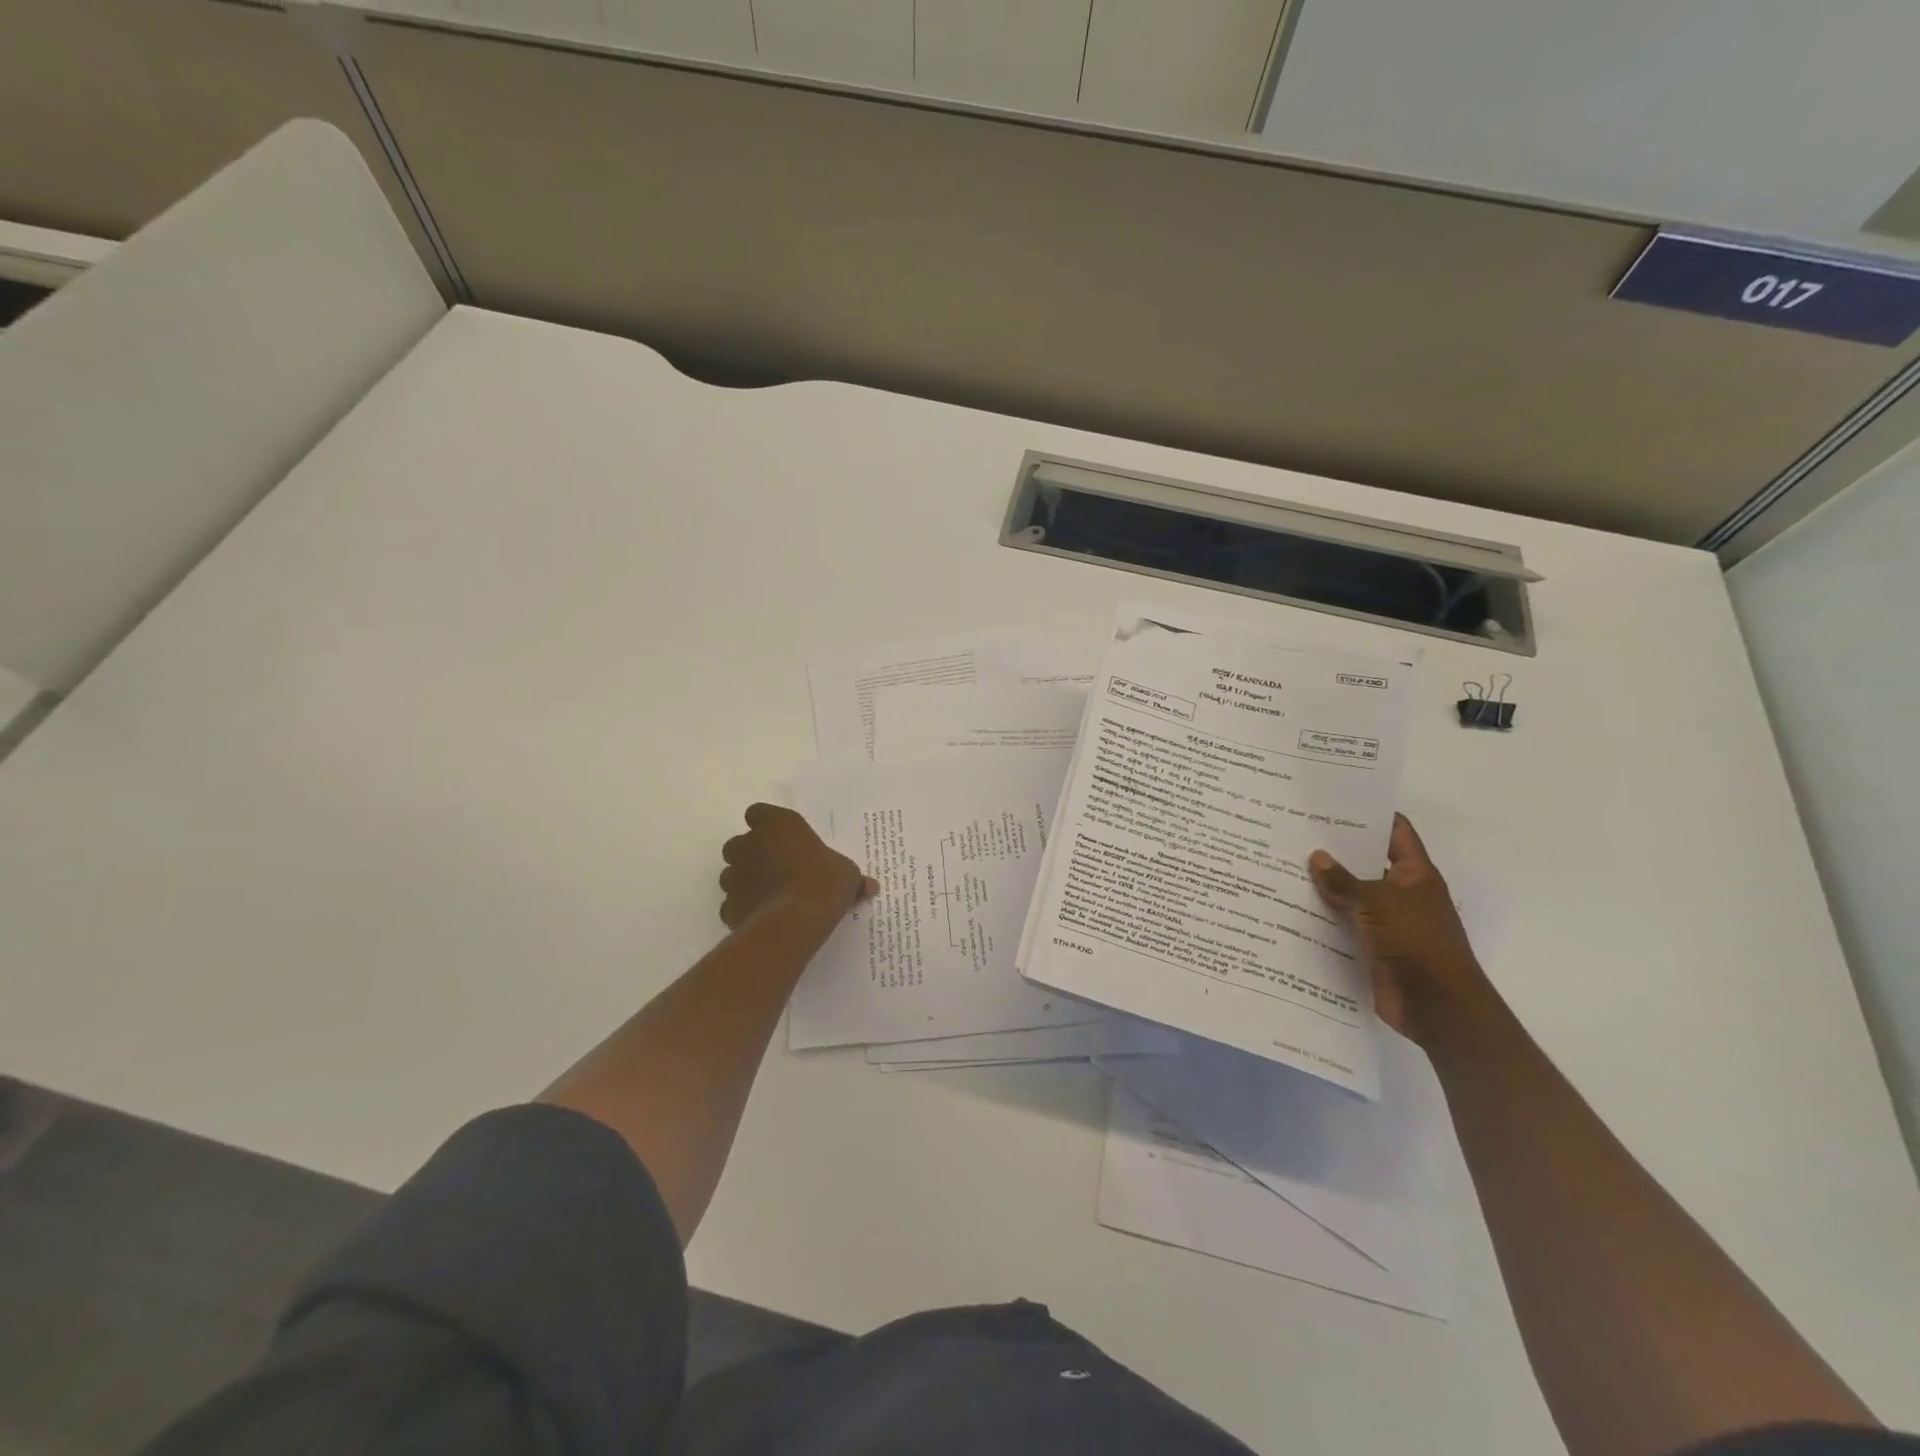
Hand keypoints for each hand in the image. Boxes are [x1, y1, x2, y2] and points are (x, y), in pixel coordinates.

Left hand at [719, 804, 877, 928]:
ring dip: (743, 882)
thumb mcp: (848, 875)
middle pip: (738, 844)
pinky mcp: (729, 906)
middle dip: (749, 854)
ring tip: (767, 896)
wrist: (797, 920)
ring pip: (730, 874)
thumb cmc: (825, 882)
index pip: (758, 812)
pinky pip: (731, 905)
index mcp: (778, 825)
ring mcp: (735, 876)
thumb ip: (851, 877)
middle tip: (773, 868)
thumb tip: (869, 886)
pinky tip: (761, 919)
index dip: (766, 824)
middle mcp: (750, 845)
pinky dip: (742, 910)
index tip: (780, 837)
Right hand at [1309, 814, 1494, 1041]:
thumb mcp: (1379, 903)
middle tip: (1294, 831)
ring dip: (1324, 885)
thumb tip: (1317, 857)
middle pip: (1367, 862)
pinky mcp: (1372, 947)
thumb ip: (1345, 881)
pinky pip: (1343, 924)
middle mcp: (1402, 894)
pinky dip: (1322, 916)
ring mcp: (1387, 922)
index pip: (1395, 832)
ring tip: (1282, 864)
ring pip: (1351, 895)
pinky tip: (1290, 906)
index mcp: (1416, 874)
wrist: (1437, 1007)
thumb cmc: (1417, 943)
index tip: (1334, 800)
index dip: (1369, 814)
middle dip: (1336, 849)